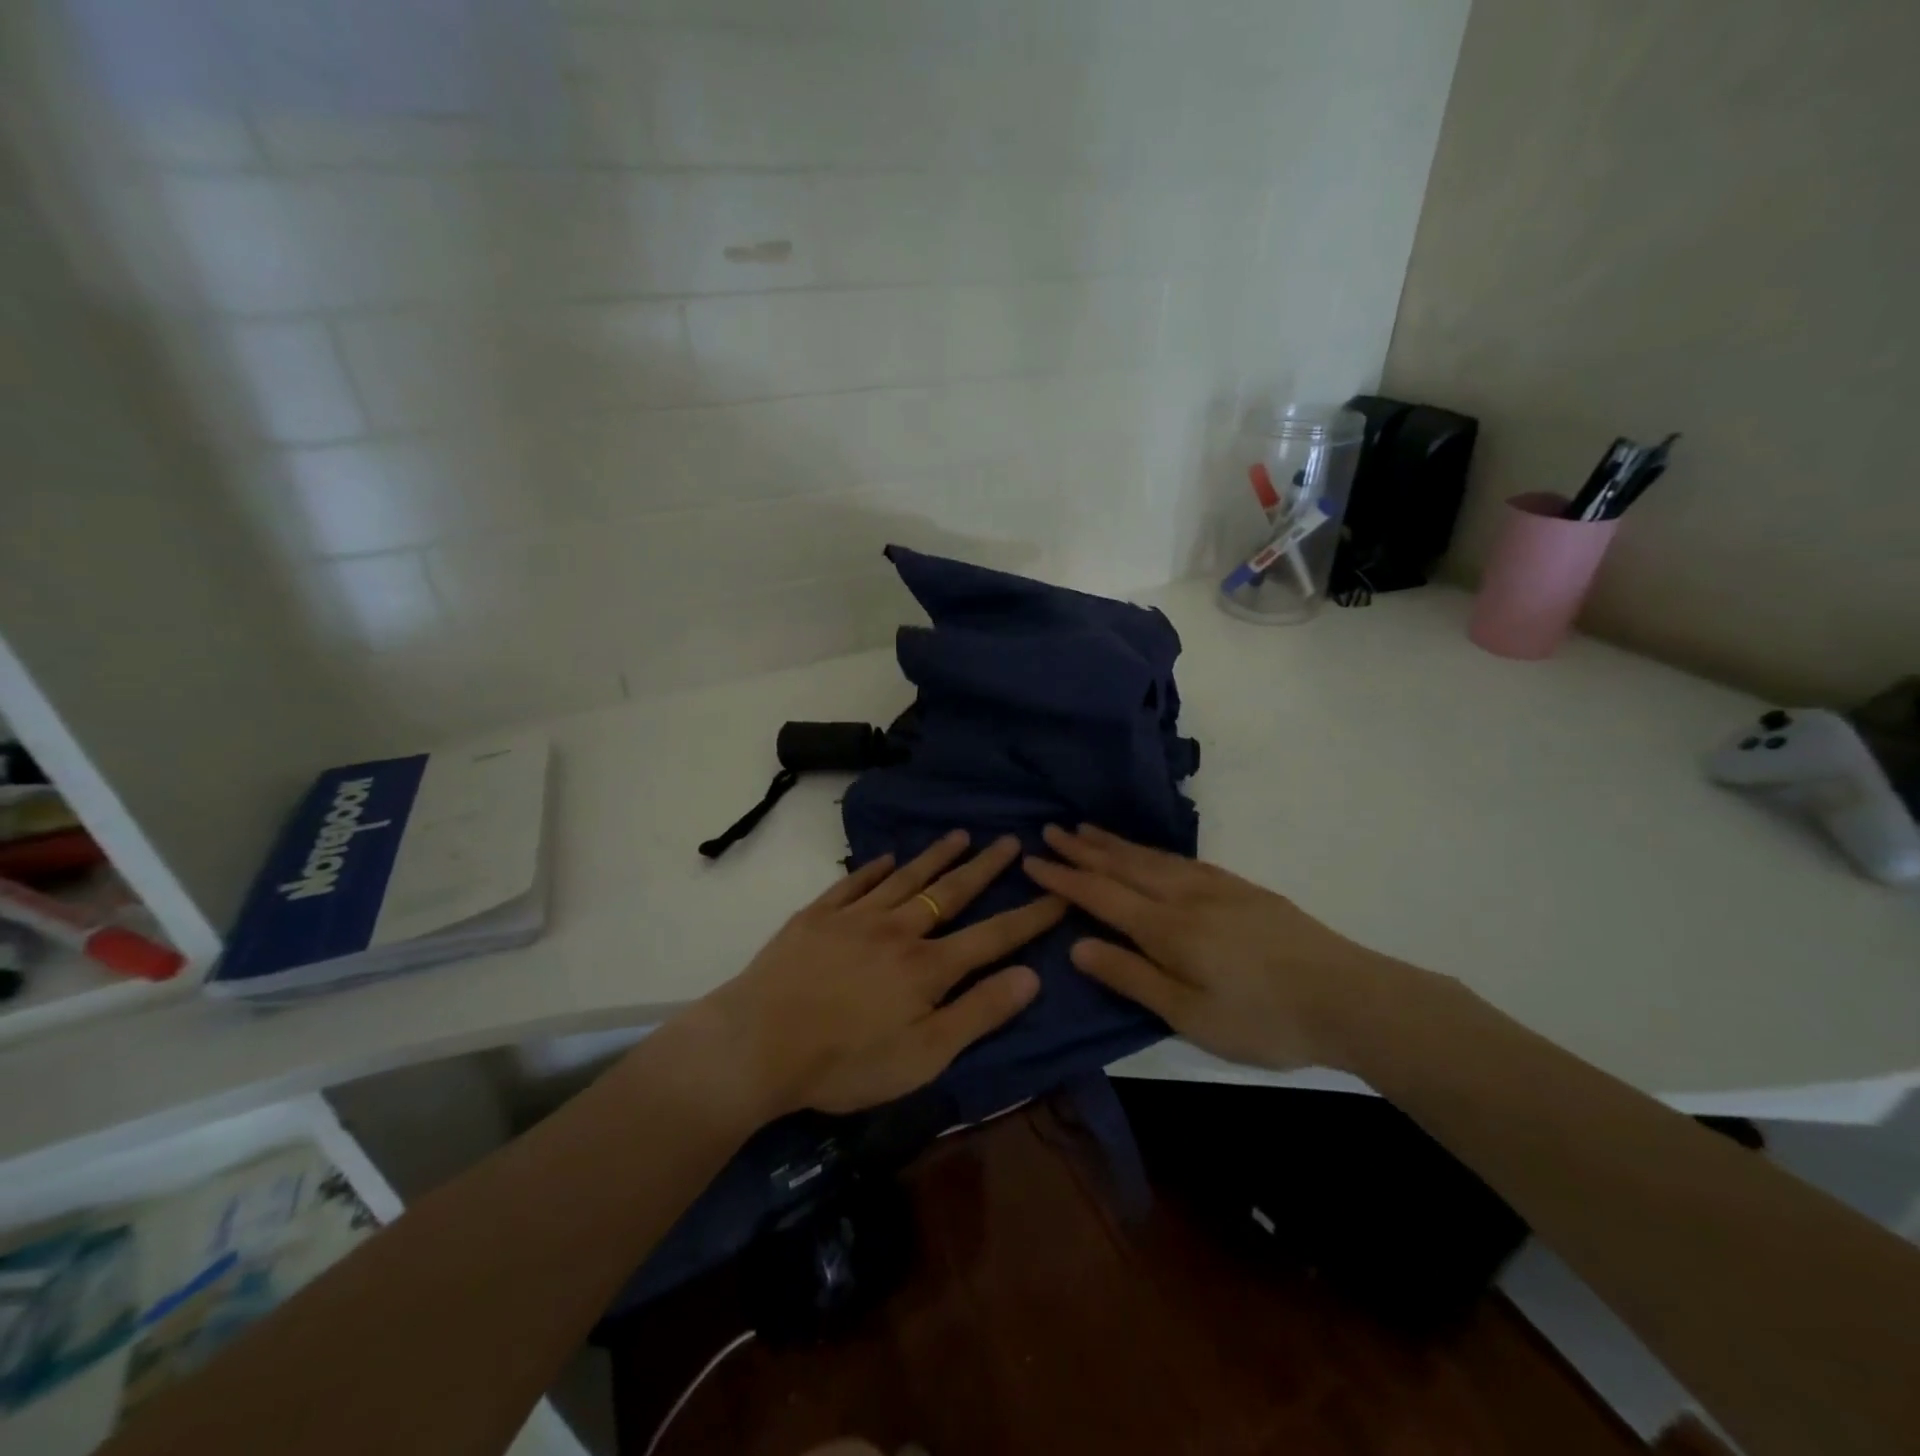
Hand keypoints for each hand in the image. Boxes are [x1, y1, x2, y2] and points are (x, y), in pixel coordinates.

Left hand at [698, 831, 1064, 1117]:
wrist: (757, 1044)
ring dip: (935, 856)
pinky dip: (872, 868)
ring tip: (959, 835)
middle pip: (950, 892)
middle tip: (1010, 840)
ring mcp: (854, 917)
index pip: (993, 935)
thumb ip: (979, 1014)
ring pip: (904, 878)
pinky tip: (885, 858)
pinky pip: (852, 883)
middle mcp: (897, 930)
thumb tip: (1032, 977)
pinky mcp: (816, 916)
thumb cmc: (845, 1062)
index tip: (1058, 892)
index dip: (1030, 915)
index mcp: (928, 967)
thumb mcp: (924, 1056)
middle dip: (985, 867)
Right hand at [1023, 824, 1396, 1070]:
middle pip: (1124, 865)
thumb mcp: (1189, 1016)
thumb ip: (1131, 976)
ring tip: (1087, 829)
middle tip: (1051, 830)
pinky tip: (1149, 852)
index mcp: (1167, 928)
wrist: (1349, 997)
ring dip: (1114, 843)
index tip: (1032, 861)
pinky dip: (1151, 850)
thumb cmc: (1263, 1019)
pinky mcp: (1240, 887)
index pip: (1101, 895)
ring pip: (1152, 857)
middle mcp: (1185, 895)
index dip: (1064, 878)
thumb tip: (1077, 946)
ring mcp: (1216, 886)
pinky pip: (1180, 858)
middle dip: (1083, 849)